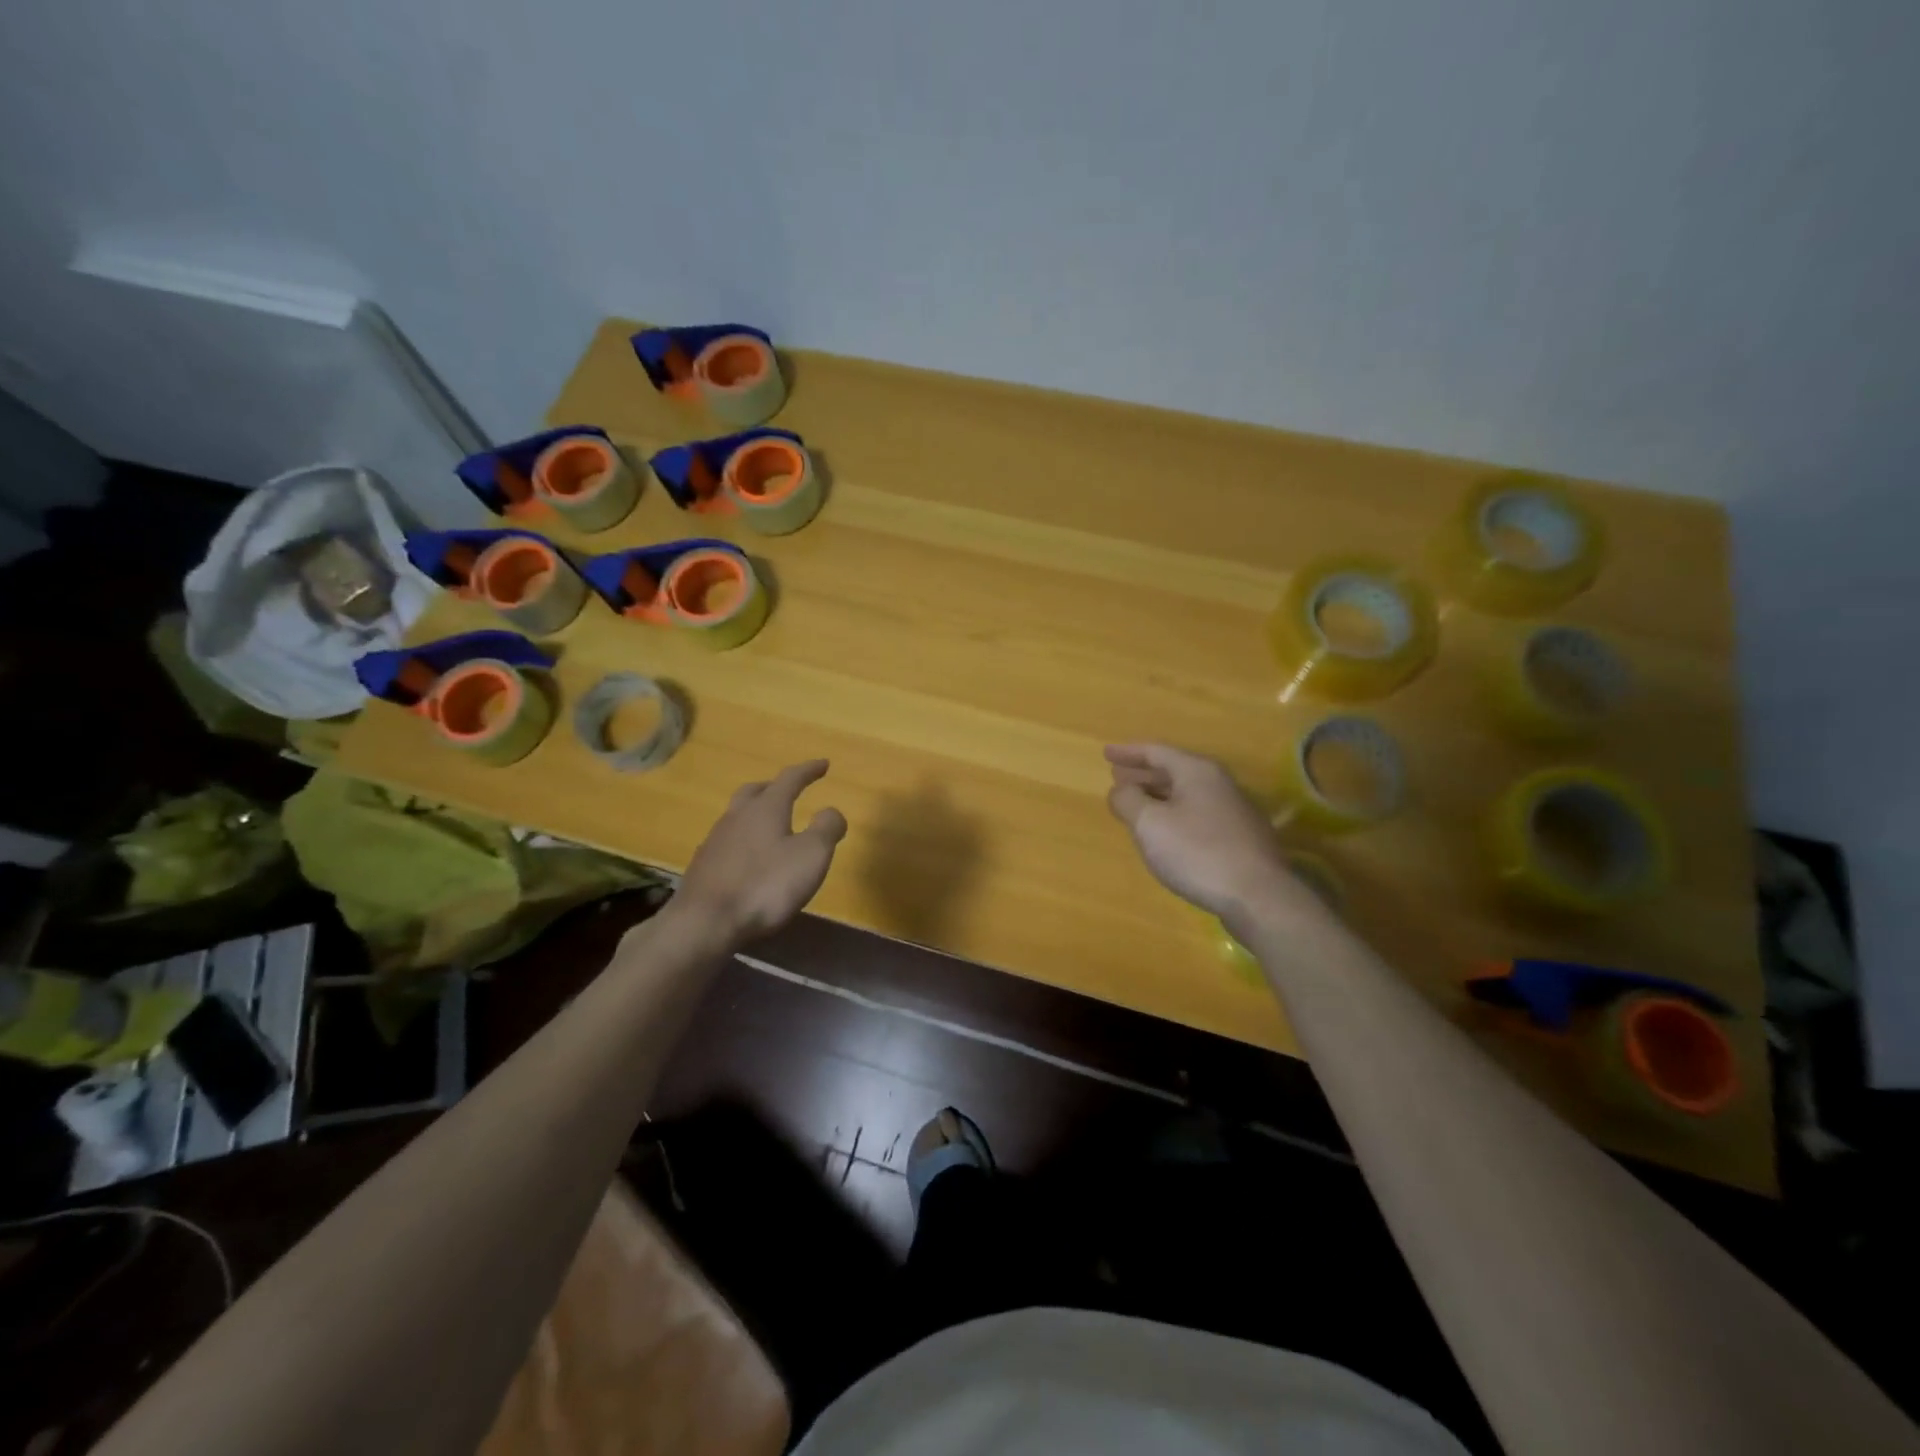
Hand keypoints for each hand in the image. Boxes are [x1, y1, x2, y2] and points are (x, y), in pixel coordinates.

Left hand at [673, 760, 847, 946]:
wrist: (705, 922)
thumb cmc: (765, 885)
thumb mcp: (811, 856)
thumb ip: (826, 829)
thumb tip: (832, 811)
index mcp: (766, 808)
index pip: (790, 779)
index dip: (808, 770)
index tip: (823, 764)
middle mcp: (737, 816)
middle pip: (755, 791)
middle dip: (775, 787)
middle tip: (790, 790)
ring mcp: (715, 840)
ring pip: (738, 815)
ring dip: (756, 813)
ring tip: (771, 826)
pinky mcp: (703, 866)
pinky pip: (727, 841)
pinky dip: (743, 840)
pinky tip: (748, 858)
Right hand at [1105, 743, 1291, 920]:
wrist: (1258, 897)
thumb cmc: (1197, 853)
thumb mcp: (1150, 824)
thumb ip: (1128, 800)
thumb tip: (1120, 790)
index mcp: (1197, 772)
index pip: (1156, 752)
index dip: (1128, 752)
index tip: (1106, 753)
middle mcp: (1219, 784)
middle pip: (1174, 771)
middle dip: (1143, 774)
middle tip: (1117, 777)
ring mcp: (1235, 811)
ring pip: (1187, 794)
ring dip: (1158, 795)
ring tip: (1137, 804)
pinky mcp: (1241, 838)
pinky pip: (1198, 815)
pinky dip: (1175, 814)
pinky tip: (1167, 833)